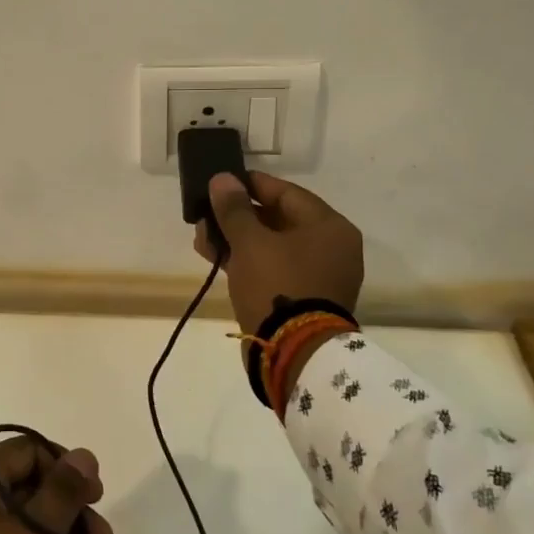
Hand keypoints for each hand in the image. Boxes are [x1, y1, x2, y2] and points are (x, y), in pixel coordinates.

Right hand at [193, 171, 364, 334]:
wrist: (293, 355)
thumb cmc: (278, 285)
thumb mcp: (250, 242)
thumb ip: (234, 208)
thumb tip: (222, 179)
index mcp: (329, 227)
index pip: (286, 192)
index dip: (251, 184)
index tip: (222, 181)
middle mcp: (331, 248)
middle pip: (278, 220)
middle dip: (238, 216)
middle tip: (206, 212)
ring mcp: (318, 276)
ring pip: (272, 247)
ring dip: (237, 240)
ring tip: (203, 237)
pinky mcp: (304, 299)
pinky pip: (273, 269)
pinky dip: (247, 262)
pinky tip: (215, 257)